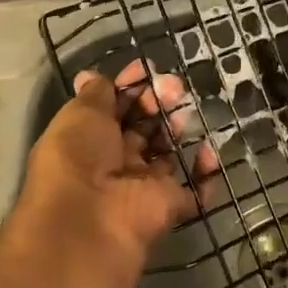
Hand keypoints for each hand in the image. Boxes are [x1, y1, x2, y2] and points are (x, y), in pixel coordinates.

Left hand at [10, 61, 209, 287]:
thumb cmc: (78, 156)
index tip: (146, 69)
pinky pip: (195, 190)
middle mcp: (114, 162)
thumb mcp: (80, 114)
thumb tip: (91, 76)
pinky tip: (208, 151)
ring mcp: (142, 186)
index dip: (128, 87)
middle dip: (156, 102)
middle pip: (141, 127)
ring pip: (166, 153)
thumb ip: (95, 94)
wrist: (91, 218)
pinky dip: (205, 173)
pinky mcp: (168, 206)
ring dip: (177, 129)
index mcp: (87, 140)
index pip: (112, 108)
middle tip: (172, 87)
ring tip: (183, 113)